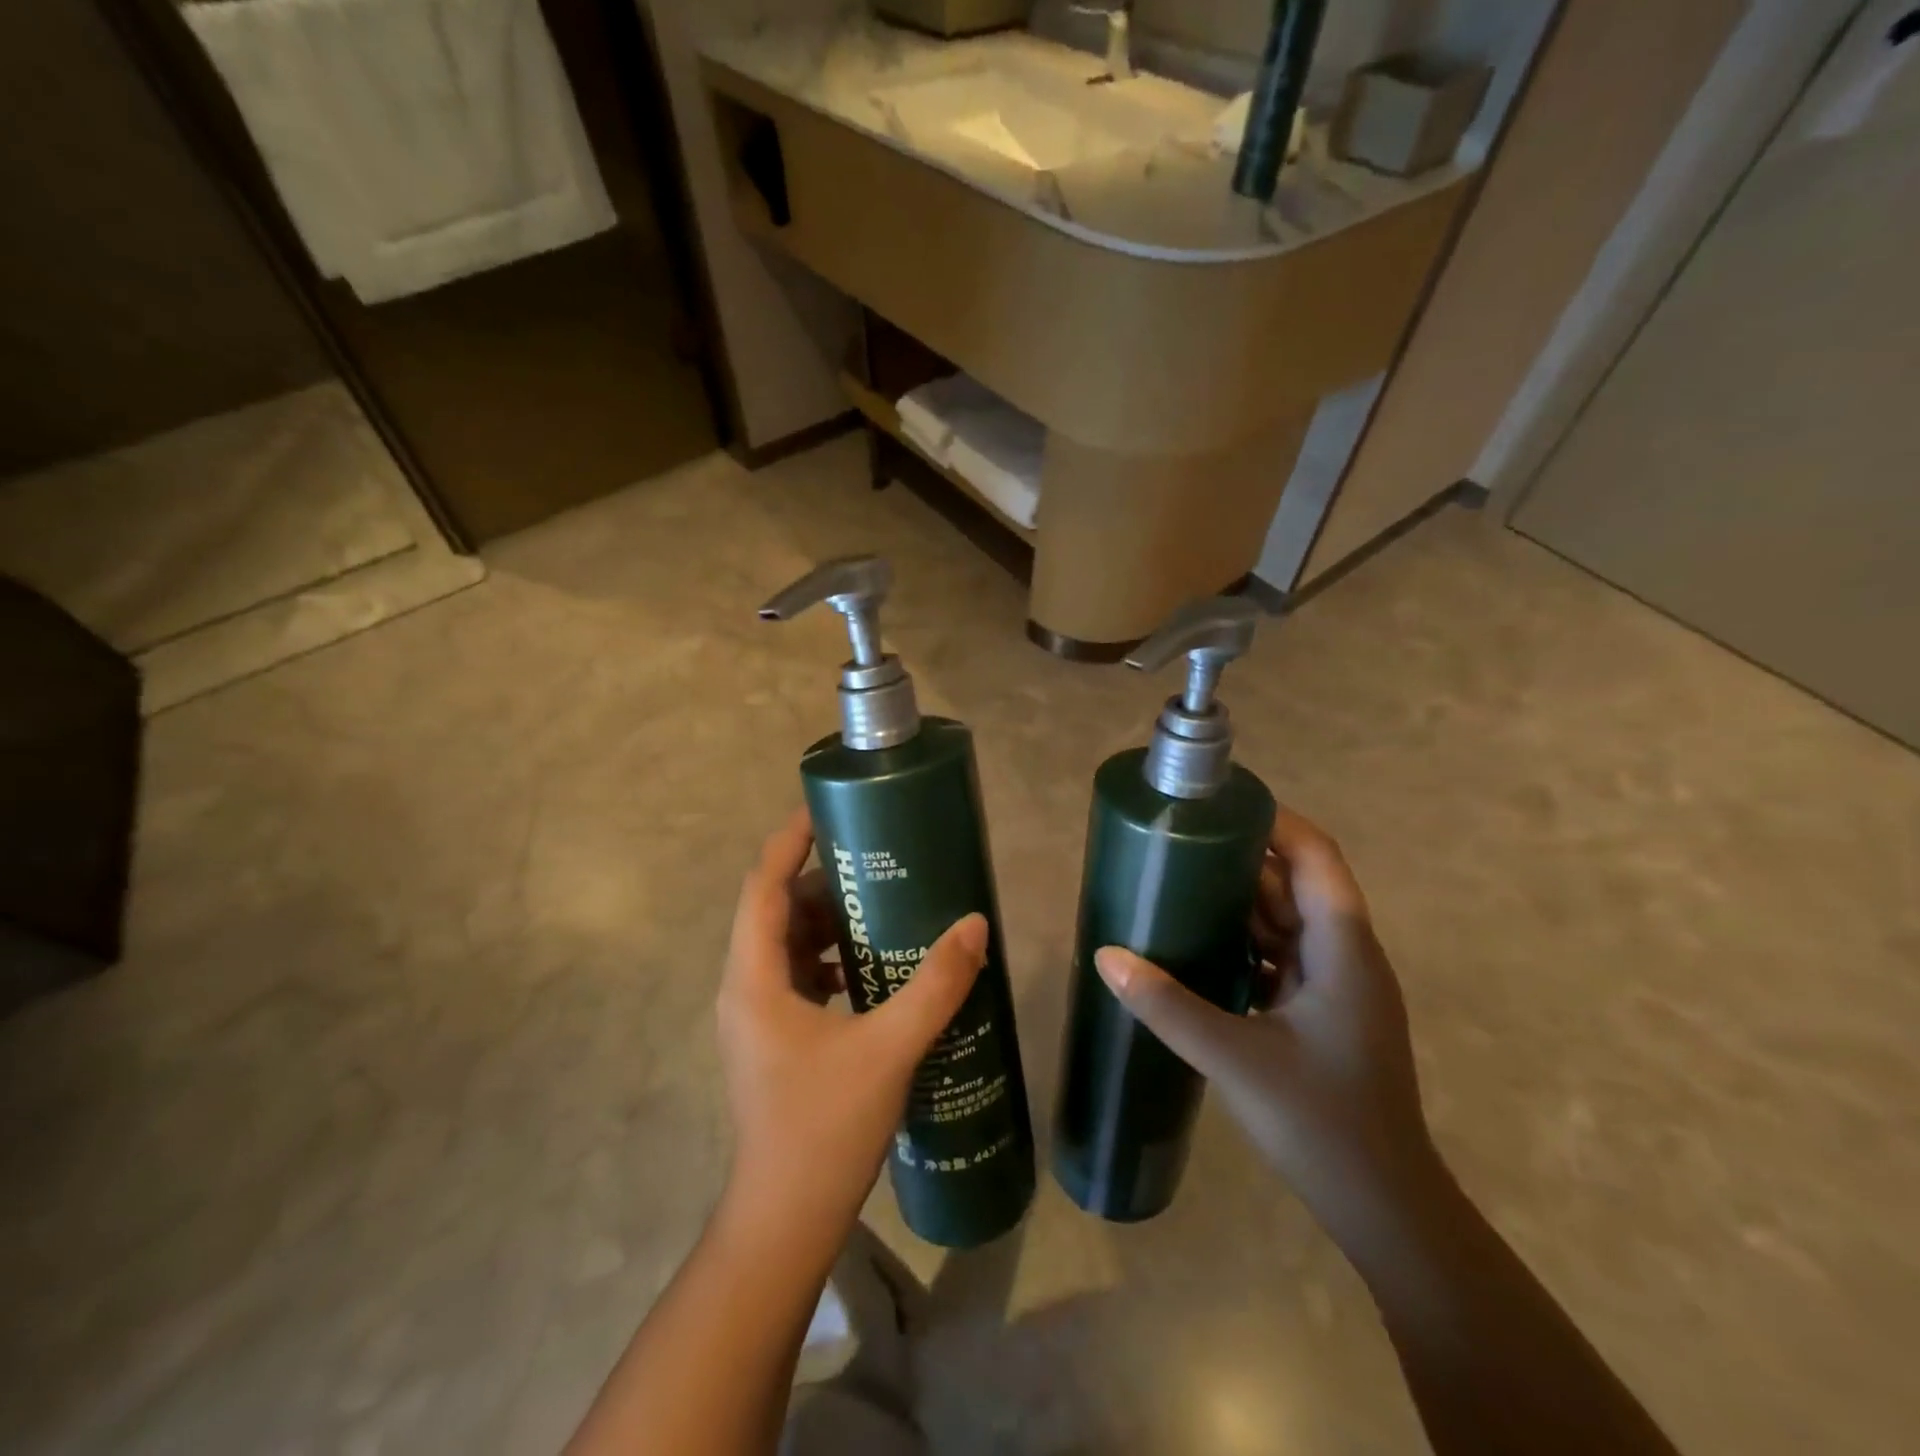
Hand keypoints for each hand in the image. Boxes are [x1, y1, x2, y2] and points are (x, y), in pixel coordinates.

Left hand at [717, 807, 988, 1235]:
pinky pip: (796, 978)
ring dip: (826, 922)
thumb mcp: (888, 1049)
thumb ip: (935, 986)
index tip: (822, 809)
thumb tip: (974, 925)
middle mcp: (745, 989)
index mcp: (755, 979)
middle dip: (820, 881)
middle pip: (775, 912)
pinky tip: (872, 969)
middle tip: (872, 860)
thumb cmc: (824, 1128)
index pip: (762, 888)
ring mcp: (755, 1018)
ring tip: (879, 906)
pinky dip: (828, 960)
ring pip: (785, 946)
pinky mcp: (772, 1040)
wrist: (785, 1220)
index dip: (787, 842)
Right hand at [1094, 808, 1438, 1238]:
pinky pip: (1280, 955)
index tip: (1219, 804)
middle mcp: (1346, 955)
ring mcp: (1336, 985)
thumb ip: (1167, 1004)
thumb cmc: (1322, 1122)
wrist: (1384, 1209)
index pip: (1315, 856)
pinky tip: (1198, 943)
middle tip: (1179, 840)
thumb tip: (1105, 956)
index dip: (1274, 821)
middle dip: (1242, 856)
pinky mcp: (1322, 1012)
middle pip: (1296, 882)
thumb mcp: (1235, 1058)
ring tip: (1178, 880)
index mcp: (1342, 949)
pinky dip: (1243, 941)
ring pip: (1287, 920)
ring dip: (1240, 900)